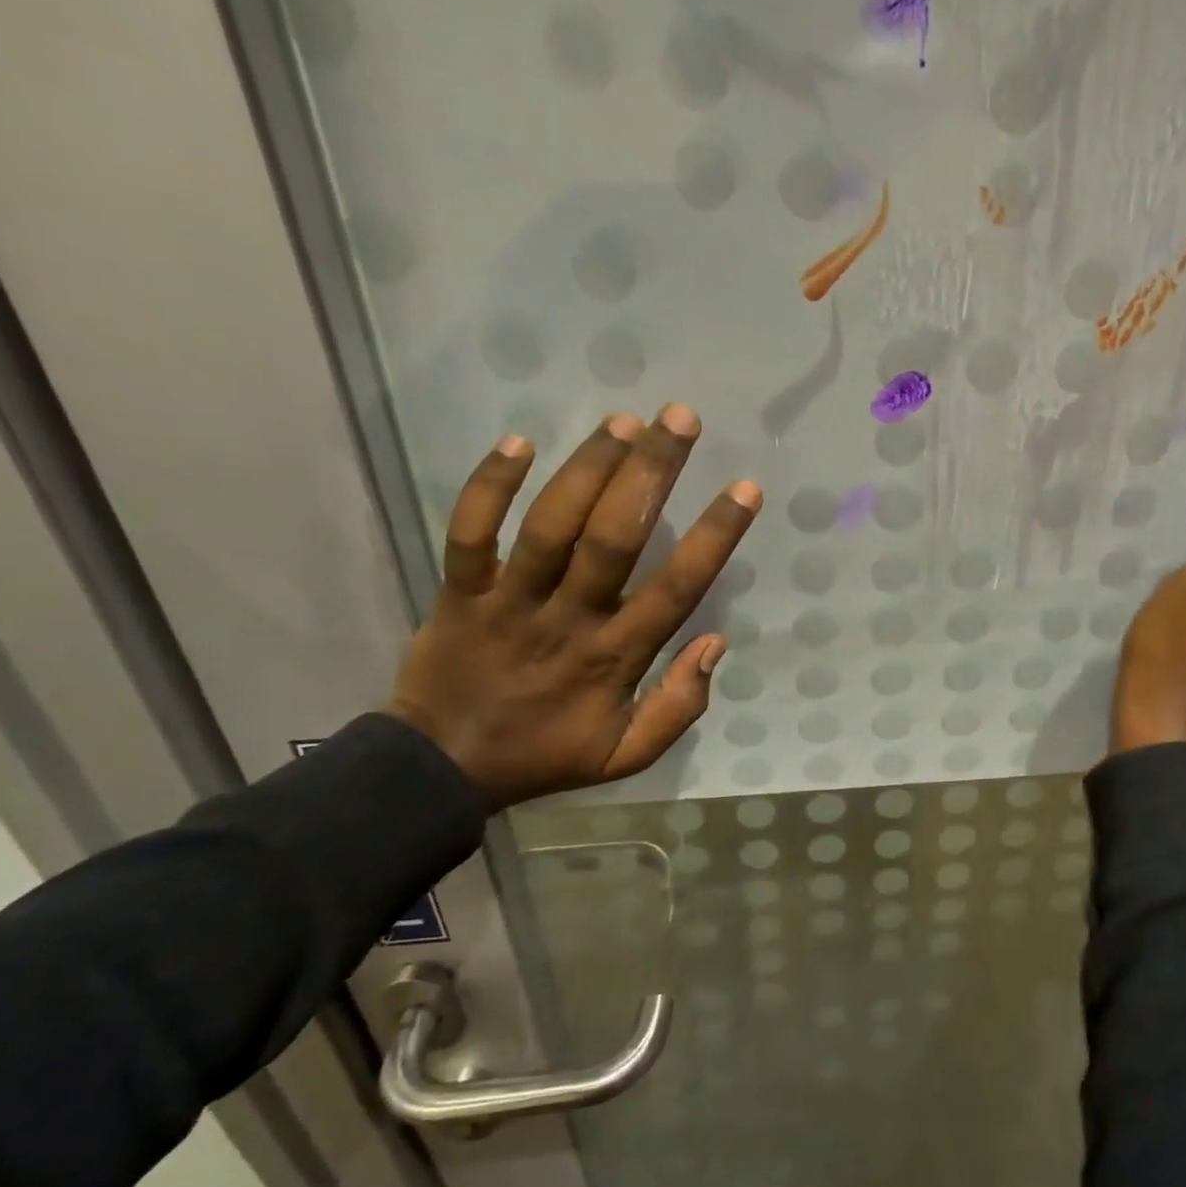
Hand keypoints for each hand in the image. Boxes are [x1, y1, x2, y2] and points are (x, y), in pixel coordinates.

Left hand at [383, 404, 760, 807]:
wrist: (440, 767)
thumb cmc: (546, 753)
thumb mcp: (627, 755)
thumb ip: (680, 707)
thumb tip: (716, 644)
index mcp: (614, 657)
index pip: (675, 589)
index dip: (713, 537)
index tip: (745, 489)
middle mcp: (568, 619)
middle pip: (613, 539)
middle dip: (651, 474)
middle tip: (681, 419)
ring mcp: (508, 601)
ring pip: (549, 526)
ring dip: (587, 468)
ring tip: (624, 420)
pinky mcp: (458, 591)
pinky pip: (469, 533)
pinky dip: (487, 487)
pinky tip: (518, 442)